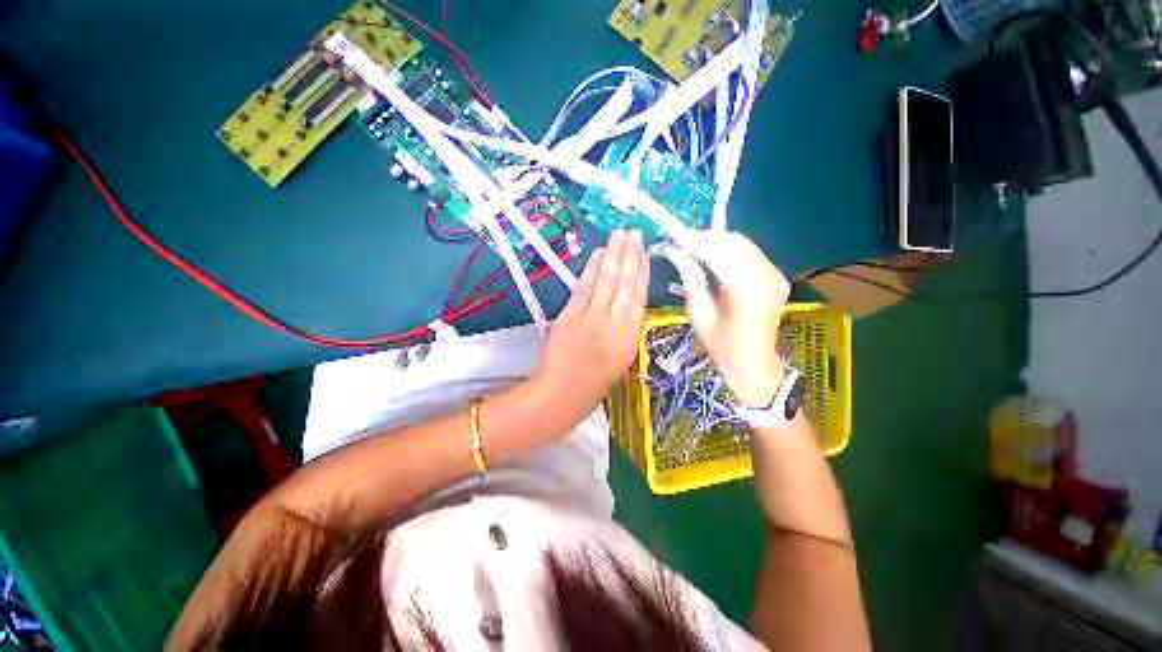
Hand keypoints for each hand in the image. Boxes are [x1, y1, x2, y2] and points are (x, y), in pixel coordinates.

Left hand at [537, 230, 649, 426]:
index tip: (644, 251)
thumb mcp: (621, 359)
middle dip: (629, 255)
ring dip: (612, 255)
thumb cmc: (595, 383)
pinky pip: (584, 287)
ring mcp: (591, 318)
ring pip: (606, 281)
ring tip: (618, 236)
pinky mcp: (570, 316)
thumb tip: (628, 303)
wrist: (562, 395)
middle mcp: (614, 324)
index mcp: (630, 337)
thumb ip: (626, 329)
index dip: (642, 271)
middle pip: (624, 283)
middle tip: (633, 232)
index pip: (638, 296)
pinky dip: (592, 269)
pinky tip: (597, 254)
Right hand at [666, 231, 789, 408]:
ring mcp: (777, 276)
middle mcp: (768, 277)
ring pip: (743, 244)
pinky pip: (750, 253)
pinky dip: (729, 250)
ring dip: (716, 242)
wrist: (754, 365)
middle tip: (681, 242)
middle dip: (706, 238)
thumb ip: (691, 279)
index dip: (695, 241)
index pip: (720, 252)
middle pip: (734, 243)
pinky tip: (711, 255)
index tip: (674, 237)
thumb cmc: (722, 347)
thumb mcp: (699, 315)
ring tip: (692, 247)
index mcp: (748, 291)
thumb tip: (676, 252)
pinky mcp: (777, 277)